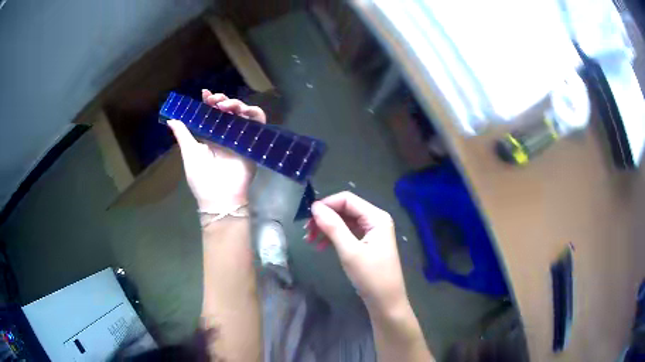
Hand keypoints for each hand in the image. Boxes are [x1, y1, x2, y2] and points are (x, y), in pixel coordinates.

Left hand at [167, 90, 265, 212]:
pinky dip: (254, 113)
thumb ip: (182, 134)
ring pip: (243, 113)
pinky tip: (243, 111)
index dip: (210, 102)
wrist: (219, 197)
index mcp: (211, 136)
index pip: (213, 113)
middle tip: (215, 100)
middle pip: (229, 110)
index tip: (205, 94)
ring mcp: (241, 137)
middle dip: (222, 100)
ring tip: (225, 105)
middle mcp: (227, 134)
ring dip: (236, 104)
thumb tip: (170, 119)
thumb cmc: (201, 177)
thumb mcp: (189, 152)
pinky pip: (259, 123)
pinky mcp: (253, 142)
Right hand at [309, 192, 407, 311]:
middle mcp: (375, 220)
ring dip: (326, 228)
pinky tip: (320, 246)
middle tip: (306, 231)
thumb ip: (333, 226)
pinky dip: (333, 238)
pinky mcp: (368, 244)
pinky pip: (347, 233)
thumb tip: (315, 207)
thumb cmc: (371, 277)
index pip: (347, 199)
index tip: (307, 217)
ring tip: (309, 240)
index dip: (326, 204)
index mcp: (376, 217)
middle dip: (325, 218)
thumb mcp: (349, 251)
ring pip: (344, 222)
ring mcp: (372, 232)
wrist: (386, 303)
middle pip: (345, 210)